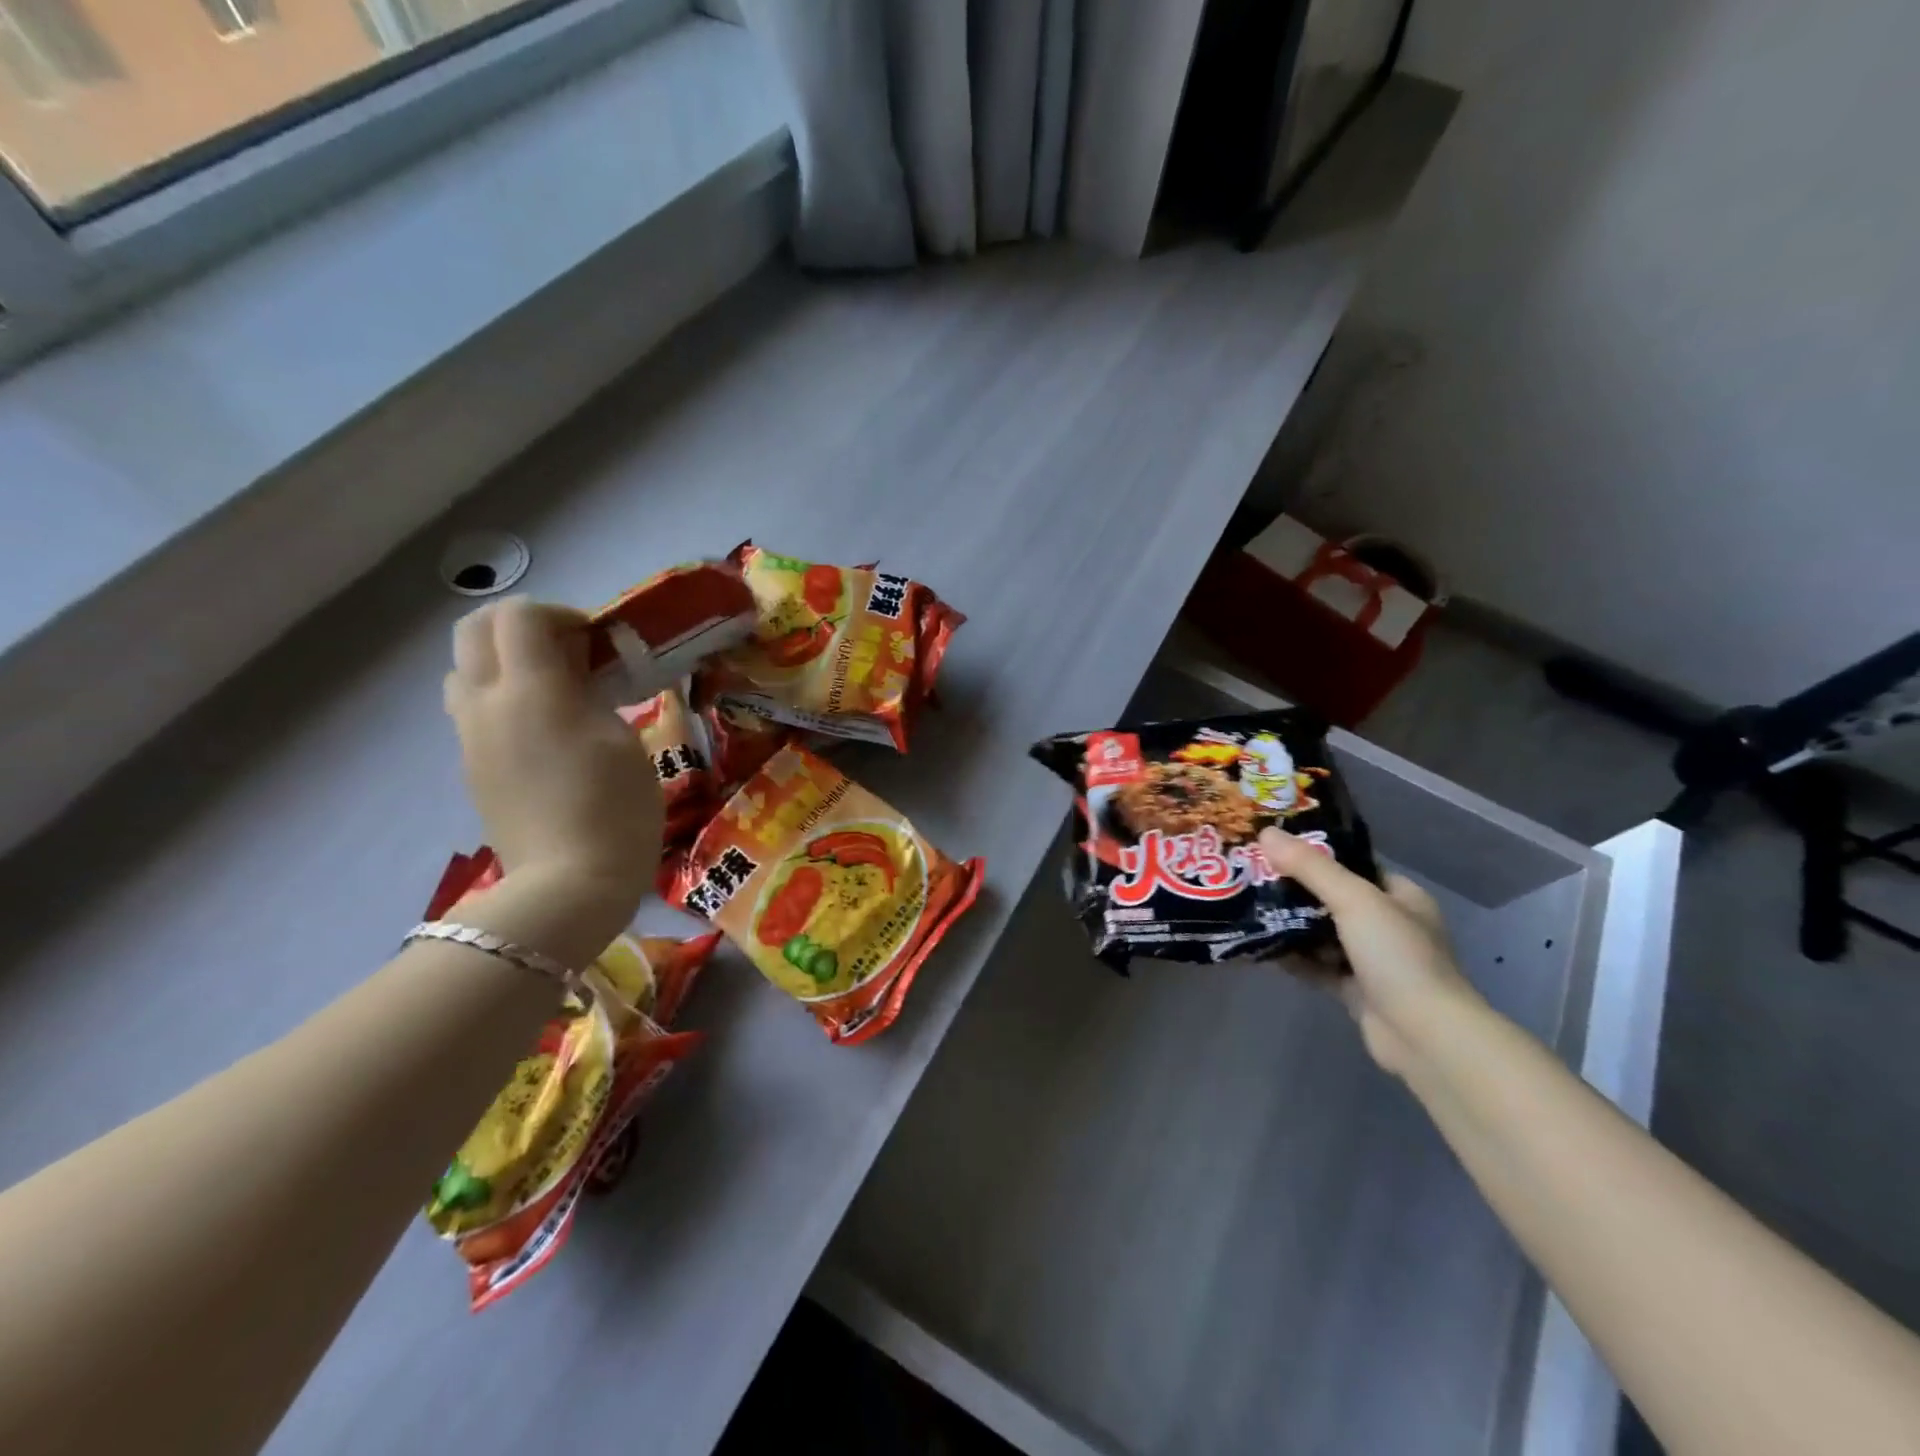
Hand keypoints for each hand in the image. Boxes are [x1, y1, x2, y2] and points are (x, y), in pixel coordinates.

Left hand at [444, 598, 662, 928]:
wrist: (568, 886)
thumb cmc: (614, 808)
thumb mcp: (623, 739)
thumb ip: (594, 691)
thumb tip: (579, 670)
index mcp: (531, 691)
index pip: (520, 614)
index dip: (562, 613)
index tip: (598, 640)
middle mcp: (487, 704)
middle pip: (475, 629)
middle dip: (523, 625)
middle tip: (571, 651)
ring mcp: (471, 737)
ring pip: (466, 668)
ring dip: (506, 660)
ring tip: (555, 687)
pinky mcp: (471, 766)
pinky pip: (473, 707)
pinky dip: (502, 695)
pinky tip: (544, 728)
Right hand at [1258, 828, 1482, 1075]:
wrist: (1424, 1036)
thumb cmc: (1397, 956)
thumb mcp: (1354, 900)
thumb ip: (1310, 867)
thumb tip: (1266, 833)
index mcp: (1400, 896)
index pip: (1353, 864)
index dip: (1315, 852)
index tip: (1274, 844)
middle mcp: (1388, 925)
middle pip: (1331, 898)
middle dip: (1294, 888)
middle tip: (1251, 874)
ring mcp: (1371, 960)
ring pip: (1321, 933)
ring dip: (1289, 924)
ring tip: (1247, 906)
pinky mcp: (1354, 990)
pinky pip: (1315, 965)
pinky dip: (1291, 957)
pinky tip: (1258, 947)